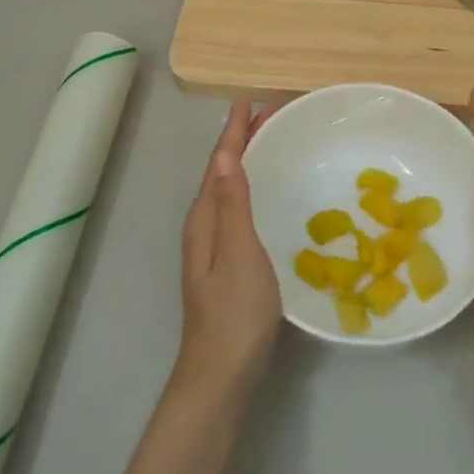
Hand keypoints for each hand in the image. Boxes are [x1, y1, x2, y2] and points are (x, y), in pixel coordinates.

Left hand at [176, 100, 280, 400]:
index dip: (233, 131)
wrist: (222, 373)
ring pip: (229, 190)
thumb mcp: (239, 252)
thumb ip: (232, 204)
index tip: (248, 100)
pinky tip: (266, 194)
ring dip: (246, 161)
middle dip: (241, 140)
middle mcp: (205, 226)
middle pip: (222, 172)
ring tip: (268, 142)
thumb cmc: (235, 311)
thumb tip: (224, 155)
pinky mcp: (227, 264)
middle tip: (268, 114)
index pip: (219, 163)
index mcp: (205, 219)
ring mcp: (214, 247)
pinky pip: (237, 208)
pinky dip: (251, 187)